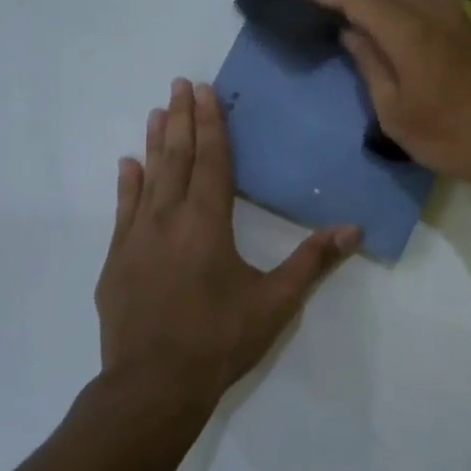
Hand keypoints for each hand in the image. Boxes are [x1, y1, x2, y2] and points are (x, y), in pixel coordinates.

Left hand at [94, 78, 359, 410]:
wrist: (153, 386)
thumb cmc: (219, 340)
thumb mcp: (275, 302)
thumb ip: (312, 261)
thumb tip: (354, 228)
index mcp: (208, 224)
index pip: (212, 161)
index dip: (212, 124)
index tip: (204, 90)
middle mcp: (169, 220)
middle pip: (178, 159)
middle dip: (182, 120)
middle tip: (179, 84)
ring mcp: (136, 239)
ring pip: (148, 179)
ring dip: (155, 143)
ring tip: (158, 111)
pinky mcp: (116, 261)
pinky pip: (123, 211)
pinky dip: (127, 185)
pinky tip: (127, 165)